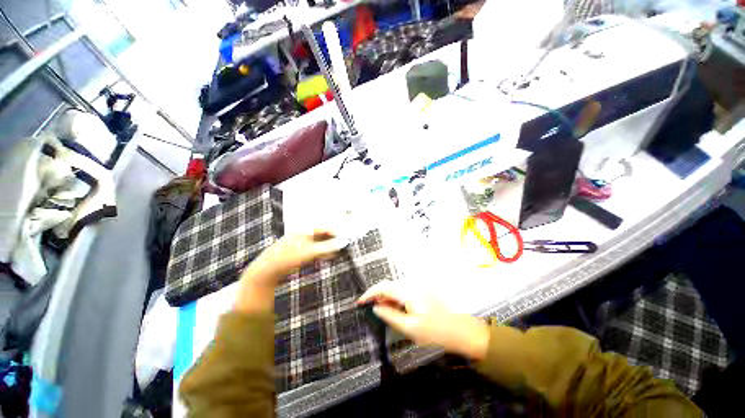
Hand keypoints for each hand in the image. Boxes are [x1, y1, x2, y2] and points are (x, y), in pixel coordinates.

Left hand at [235, 230, 344, 313]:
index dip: (333, 233)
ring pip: (315, 246)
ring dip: (325, 250)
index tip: (342, 238)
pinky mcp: (294, 256)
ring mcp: (296, 247)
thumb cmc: (288, 258)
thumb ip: (327, 247)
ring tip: (334, 255)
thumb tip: (341, 243)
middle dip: (330, 242)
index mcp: (303, 232)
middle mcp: (300, 237)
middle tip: (340, 248)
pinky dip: (318, 256)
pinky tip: (323, 259)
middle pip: (319, 237)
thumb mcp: (310, 252)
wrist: (266, 273)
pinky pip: (310, 253)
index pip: (322, 229)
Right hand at [357, 280, 489, 360]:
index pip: (383, 287)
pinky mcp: (421, 291)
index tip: (359, 302)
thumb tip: (376, 307)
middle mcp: (411, 284)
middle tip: (367, 307)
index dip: (369, 293)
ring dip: (385, 296)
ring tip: (379, 309)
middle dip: (376, 295)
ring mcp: (417, 287)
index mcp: (408, 291)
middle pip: (388, 285)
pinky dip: (394, 298)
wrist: (461, 330)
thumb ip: (390, 315)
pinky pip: (402, 291)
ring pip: (395, 288)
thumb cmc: (435, 331)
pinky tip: (393, 308)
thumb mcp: (410, 327)